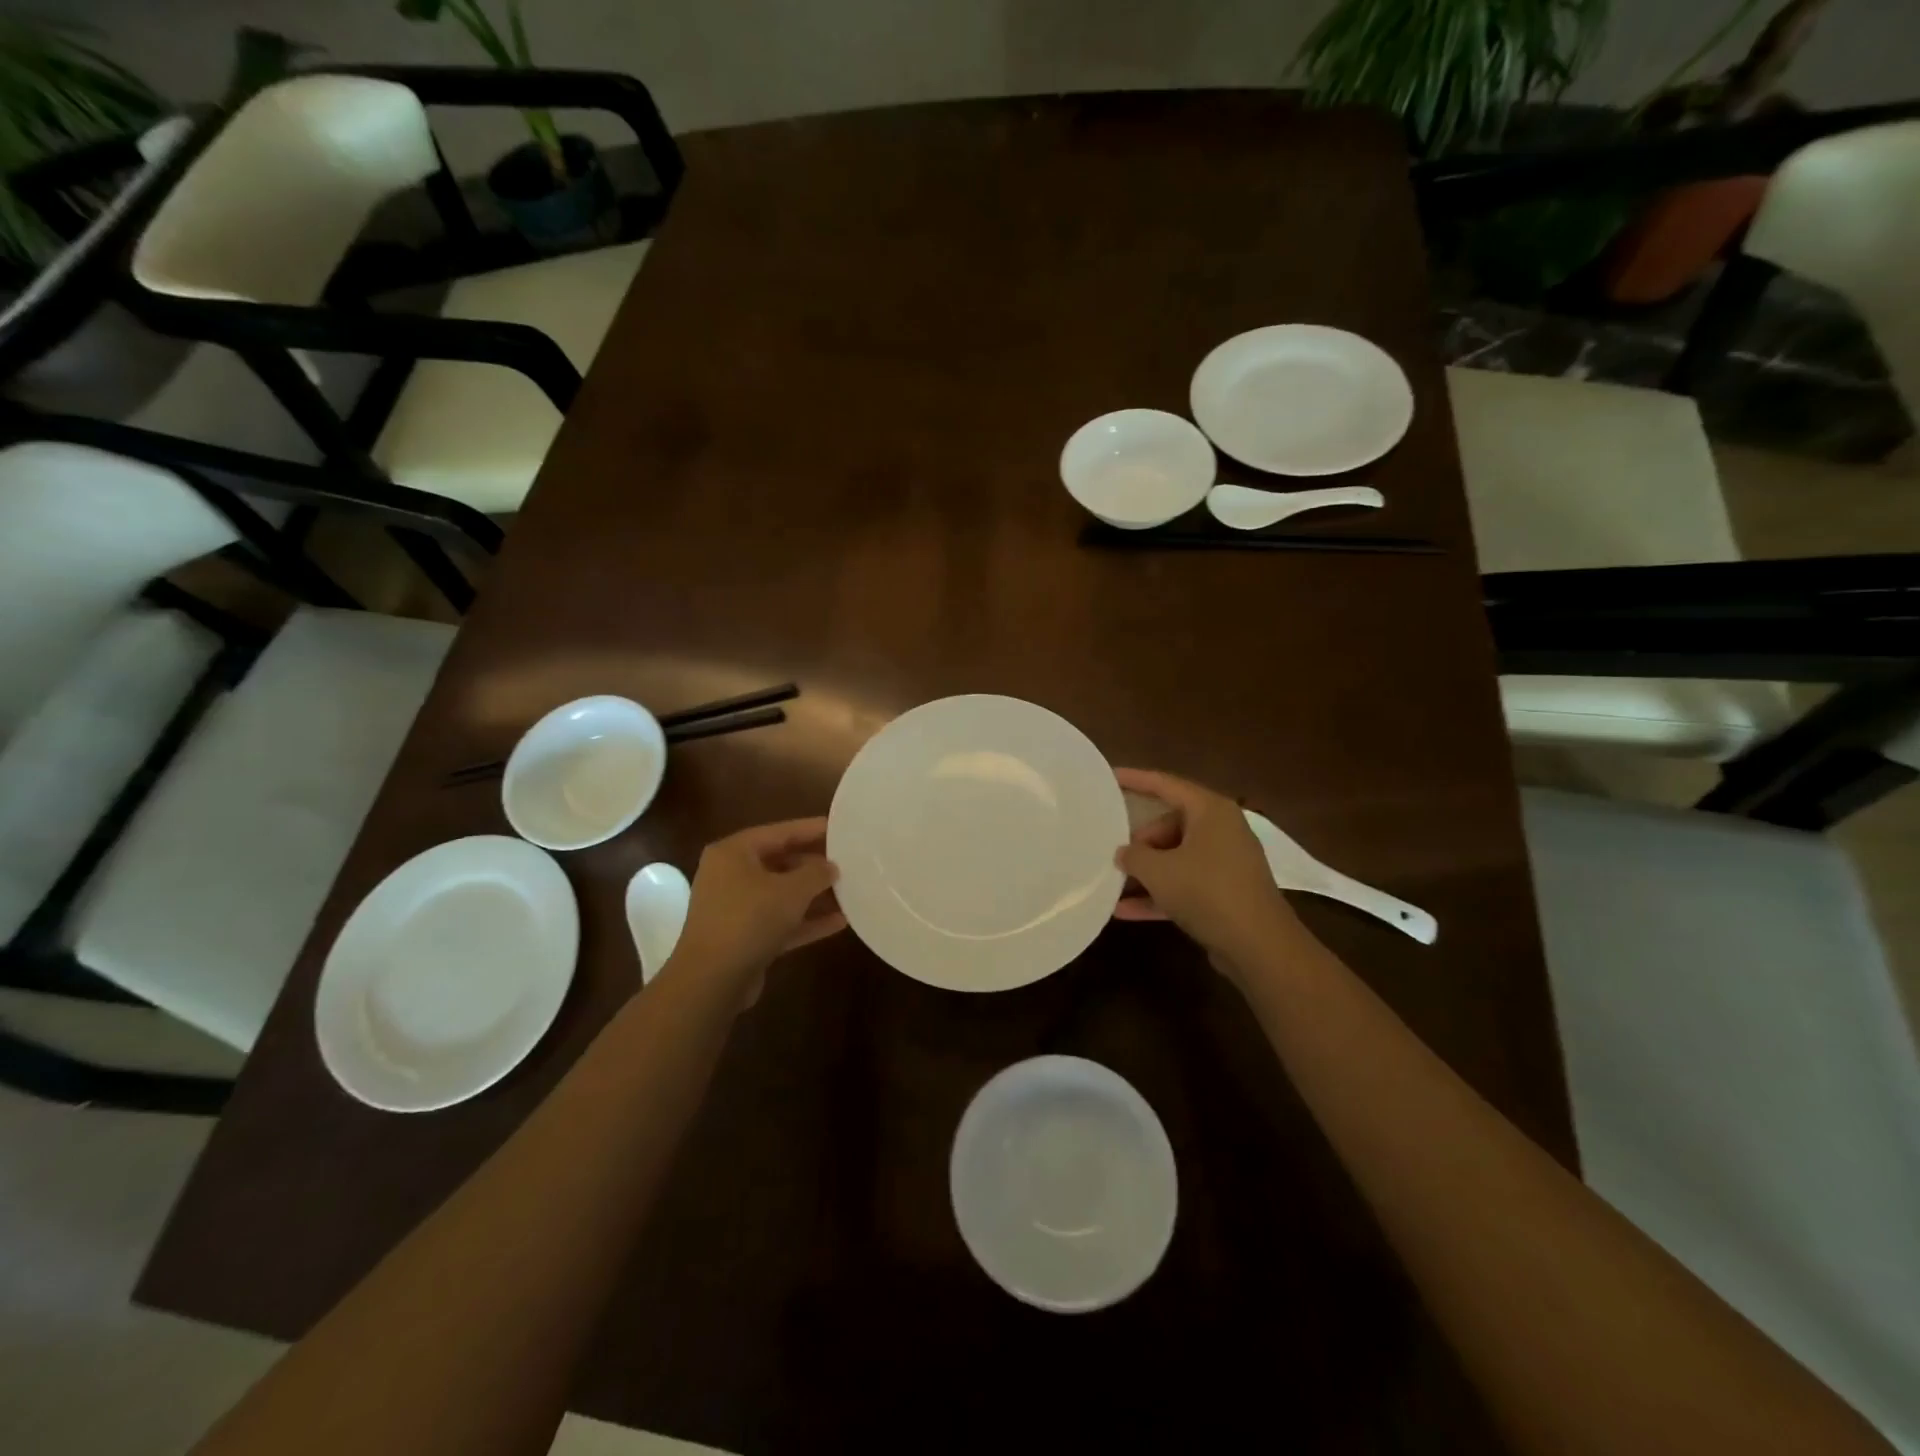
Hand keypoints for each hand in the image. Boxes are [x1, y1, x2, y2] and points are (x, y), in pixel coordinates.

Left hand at [667, 817, 845, 1006]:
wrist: (712, 981)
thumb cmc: (749, 920)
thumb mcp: (791, 890)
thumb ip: (816, 873)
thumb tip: (831, 867)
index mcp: (734, 853)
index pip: (779, 832)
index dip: (811, 829)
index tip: (841, 829)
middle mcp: (730, 876)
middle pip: (780, 862)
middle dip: (815, 866)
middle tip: (849, 863)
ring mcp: (736, 909)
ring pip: (781, 895)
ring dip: (814, 895)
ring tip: (850, 891)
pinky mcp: (744, 938)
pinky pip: (780, 921)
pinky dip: (806, 921)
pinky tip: (840, 922)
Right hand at [1113, 768, 1305, 970]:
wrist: (1259, 946)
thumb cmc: (1207, 892)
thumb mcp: (1158, 871)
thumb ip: (1133, 856)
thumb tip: (1124, 853)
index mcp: (1210, 810)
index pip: (1166, 784)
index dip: (1135, 779)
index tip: (1109, 776)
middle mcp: (1221, 830)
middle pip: (1170, 824)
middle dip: (1140, 841)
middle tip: (1114, 854)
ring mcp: (1225, 863)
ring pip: (1176, 857)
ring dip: (1147, 871)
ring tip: (1113, 881)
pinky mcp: (1225, 893)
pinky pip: (1185, 884)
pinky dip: (1159, 894)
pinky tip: (1125, 911)